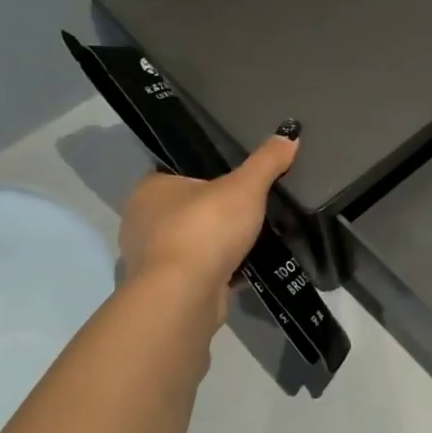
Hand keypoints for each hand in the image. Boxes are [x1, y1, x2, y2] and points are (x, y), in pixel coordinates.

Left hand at [117, 132, 298, 327]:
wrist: (184, 297)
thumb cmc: (205, 228)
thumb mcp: (246, 186)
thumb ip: (267, 161)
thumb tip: (290, 134)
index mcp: (150, 190)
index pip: (179, 172)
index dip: (208, 173)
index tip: (237, 178)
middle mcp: (141, 222)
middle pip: (188, 208)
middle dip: (217, 210)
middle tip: (252, 205)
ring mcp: (151, 259)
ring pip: (194, 241)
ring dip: (219, 242)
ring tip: (255, 236)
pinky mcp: (166, 289)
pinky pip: (199, 270)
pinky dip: (221, 268)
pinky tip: (249, 266)